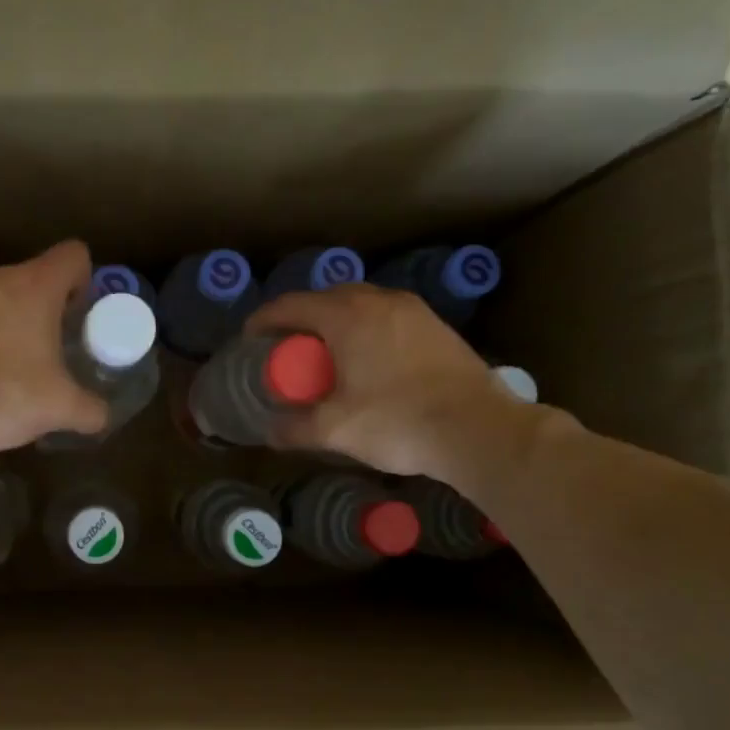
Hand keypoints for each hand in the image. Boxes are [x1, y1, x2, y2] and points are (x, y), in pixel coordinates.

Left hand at [0, 240, 110, 459]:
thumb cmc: (2, 397)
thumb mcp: (59, 408)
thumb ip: (90, 408)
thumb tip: (102, 416)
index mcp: (34, 286)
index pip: (74, 255)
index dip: (86, 281)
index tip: (81, 318)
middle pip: (37, 275)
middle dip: (52, 307)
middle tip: (57, 347)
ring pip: (3, 295)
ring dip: (17, 320)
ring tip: (21, 364)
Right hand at [245, 284, 539, 490]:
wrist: (479, 429)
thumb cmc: (397, 422)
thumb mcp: (334, 429)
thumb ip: (295, 428)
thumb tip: (271, 432)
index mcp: (346, 316)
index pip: (291, 305)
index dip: (264, 320)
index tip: (250, 338)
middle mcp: (378, 301)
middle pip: (326, 298)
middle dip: (301, 318)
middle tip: (288, 348)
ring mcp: (413, 310)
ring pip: (360, 304)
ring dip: (336, 321)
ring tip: (327, 353)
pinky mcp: (436, 326)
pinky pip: (386, 316)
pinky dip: (365, 329)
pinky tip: (367, 360)